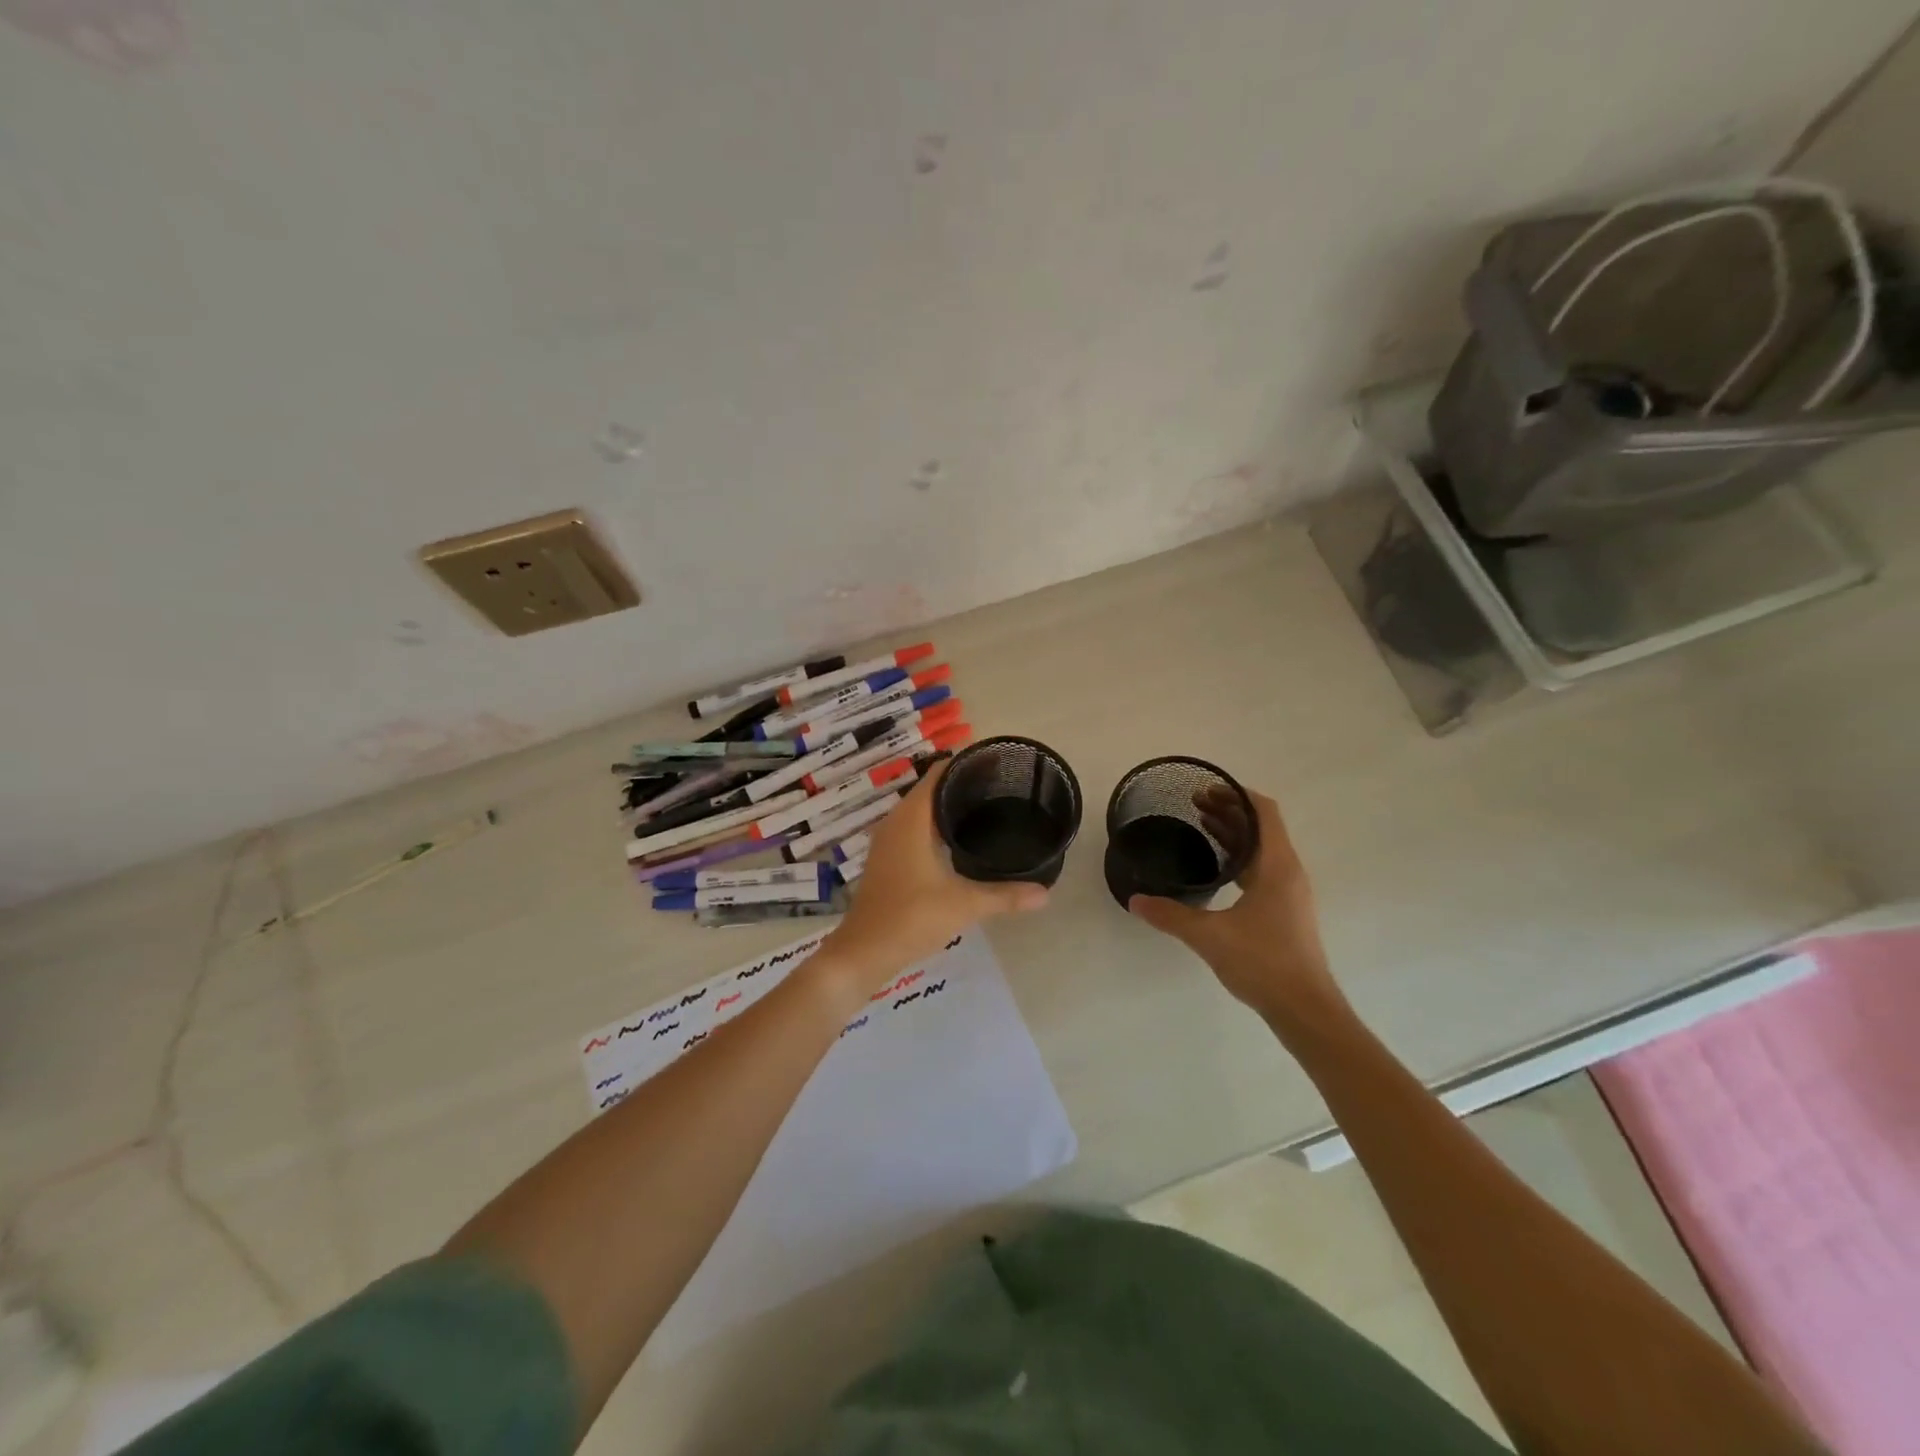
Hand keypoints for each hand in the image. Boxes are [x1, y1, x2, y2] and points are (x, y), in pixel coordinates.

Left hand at [821, 761, 1048, 991]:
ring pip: (920, 811)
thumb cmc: (911, 917)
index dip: (963, 765)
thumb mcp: (964, 904)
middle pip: (929, 790)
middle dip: (961, 786)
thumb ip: (1005, 895)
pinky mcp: (886, 860)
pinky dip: (934, 826)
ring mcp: (887, 842)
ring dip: (946, 807)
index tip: (995, 765)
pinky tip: (957, 841)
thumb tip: (1046, 893)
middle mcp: (896, 822)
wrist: (863, 952)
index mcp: (911, 819)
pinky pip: (913, 829)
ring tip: (984, 809)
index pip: (937, 774)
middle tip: (999, 788)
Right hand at [1128, 787, 1347, 1031]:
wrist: (1305, 1008)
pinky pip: (1262, 869)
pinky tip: (1216, 868)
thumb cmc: (1264, 962)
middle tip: (1194, 805)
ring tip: (1201, 826)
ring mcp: (1290, 892)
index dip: (1236, 794)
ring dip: (1235, 833)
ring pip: (1262, 848)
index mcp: (1277, 865)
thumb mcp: (1209, 936)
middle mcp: (1288, 871)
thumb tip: (1135, 900)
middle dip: (1230, 811)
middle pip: (1262, 827)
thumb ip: (1171, 915)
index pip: (1263, 811)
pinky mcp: (1286, 910)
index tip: (1205, 790)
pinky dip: (1239, 857)